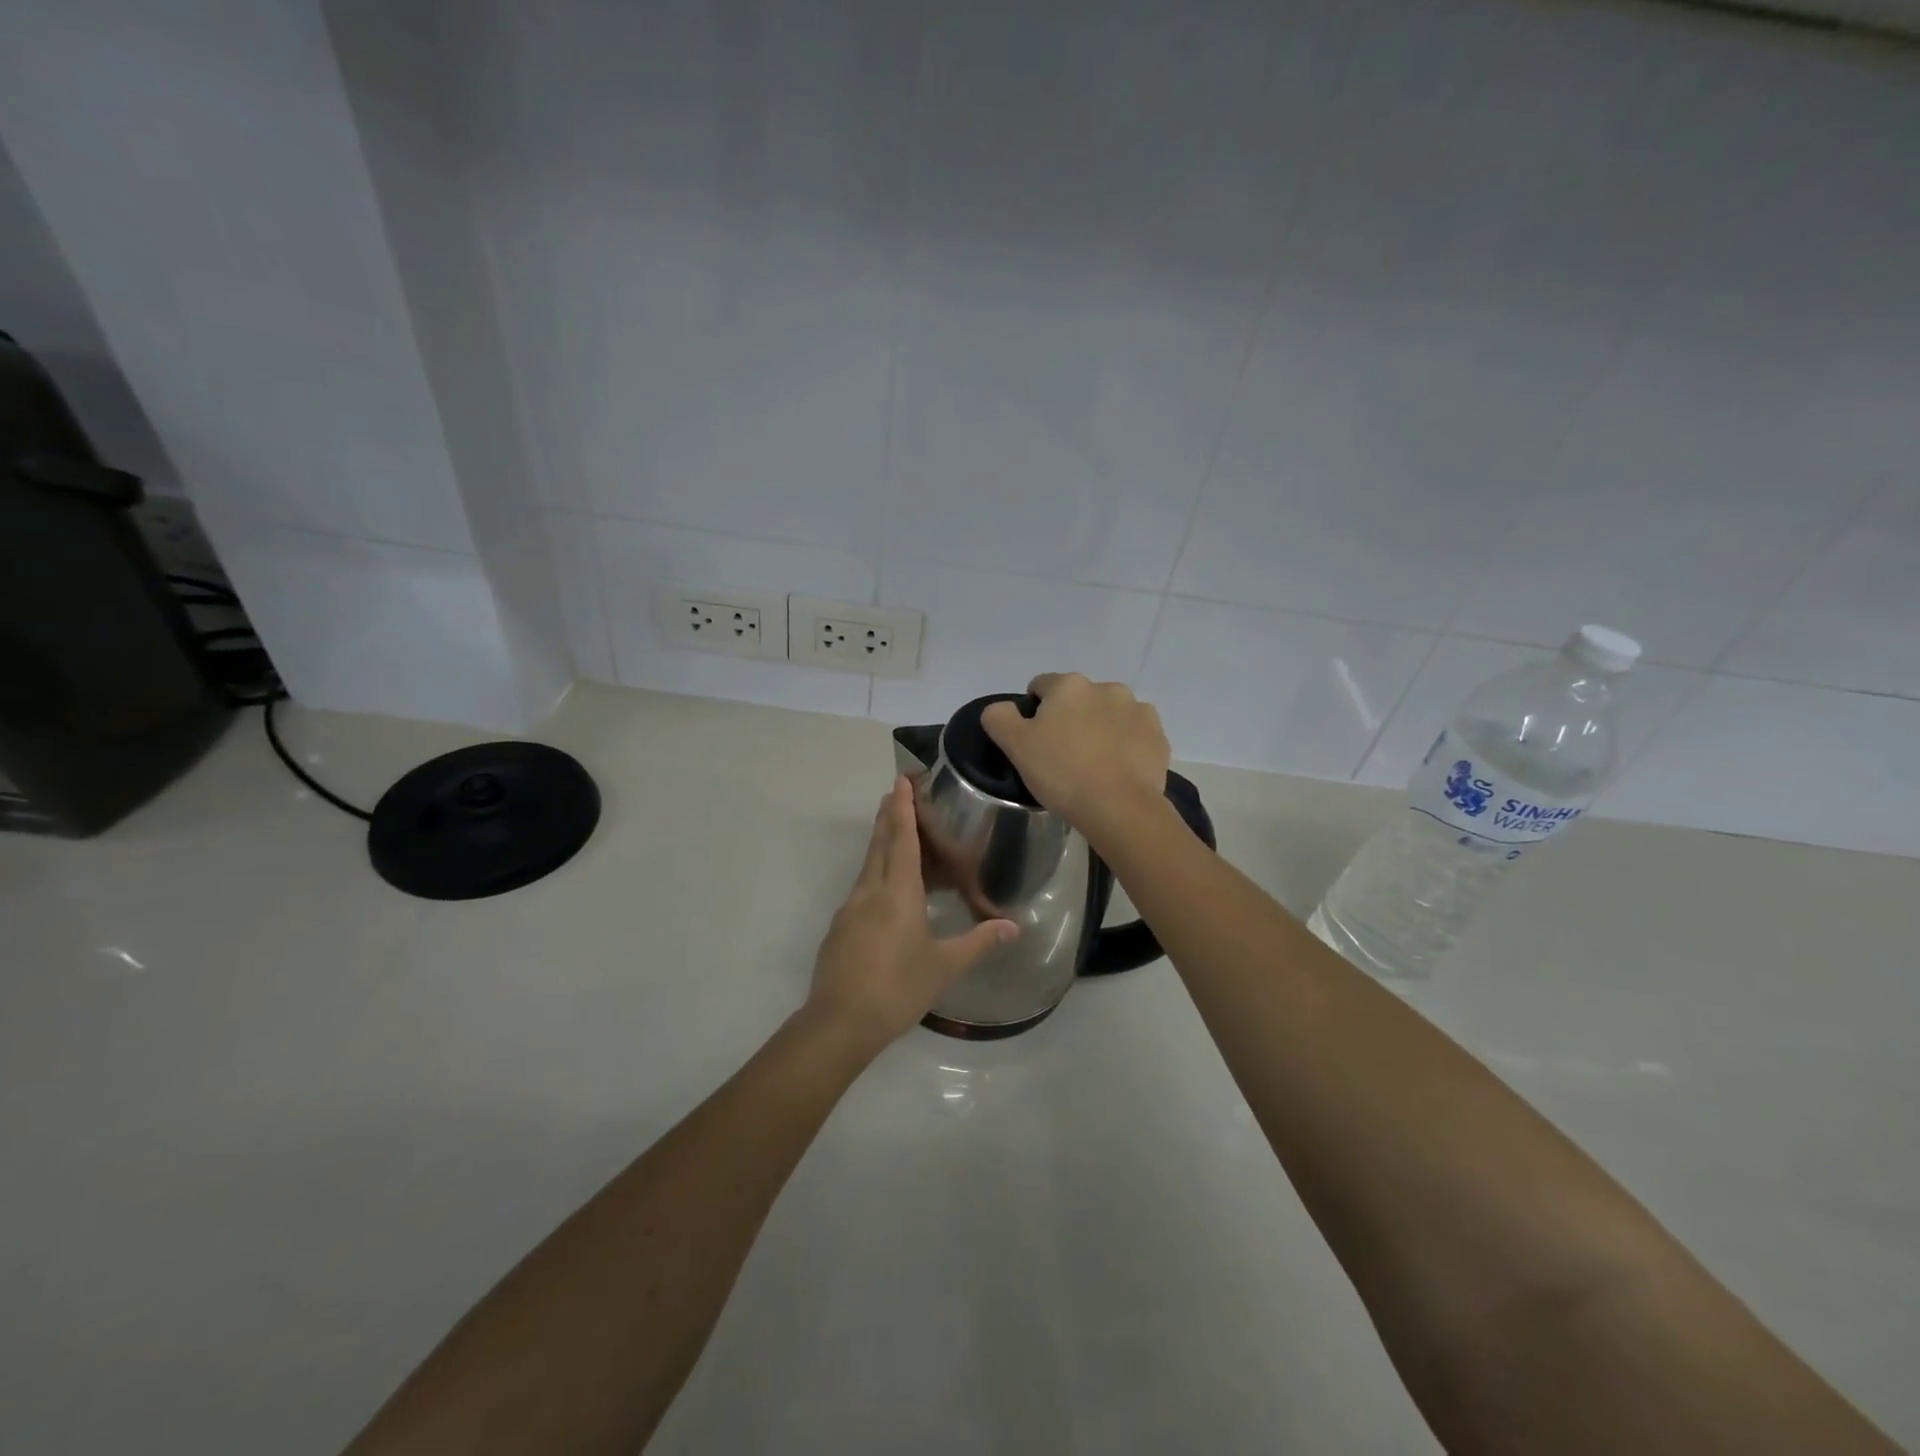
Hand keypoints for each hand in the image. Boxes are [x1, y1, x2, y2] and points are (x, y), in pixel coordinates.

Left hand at [807, 777, 1018, 1054]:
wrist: (839, 1022)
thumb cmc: (898, 988)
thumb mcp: (944, 966)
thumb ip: (978, 941)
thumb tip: (1014, 926)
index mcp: (897, 892)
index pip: (902, 839)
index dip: (903, 809)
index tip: (899, 781)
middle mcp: (870, 891)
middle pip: (879, 844)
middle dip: (888, 816)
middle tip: (894, 793)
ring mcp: (850, 908)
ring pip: (867, 864)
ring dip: (880, 842)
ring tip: (892, 831)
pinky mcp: (840, 928)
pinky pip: (861, 887)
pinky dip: (875, 873)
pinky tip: (883, 888)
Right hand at [981, 673, 1170, 841]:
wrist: (1120, 808)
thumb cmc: (1062, 773)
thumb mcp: (1016, 746)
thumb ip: (999, 718)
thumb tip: (1001, 708)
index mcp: (1069, 686)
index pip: (1041, 686)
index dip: (1033, 711)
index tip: (1035, 741)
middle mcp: (1106, 688)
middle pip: (1078, 699)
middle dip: (1070, 719)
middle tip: (1063, 756)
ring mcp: (1138, 710)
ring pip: (1109, 715)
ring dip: (1101, 729)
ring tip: (1094, 765)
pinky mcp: (1158, 736)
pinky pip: (1135, 735)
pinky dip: (1126, 746)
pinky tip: (1117, 771)